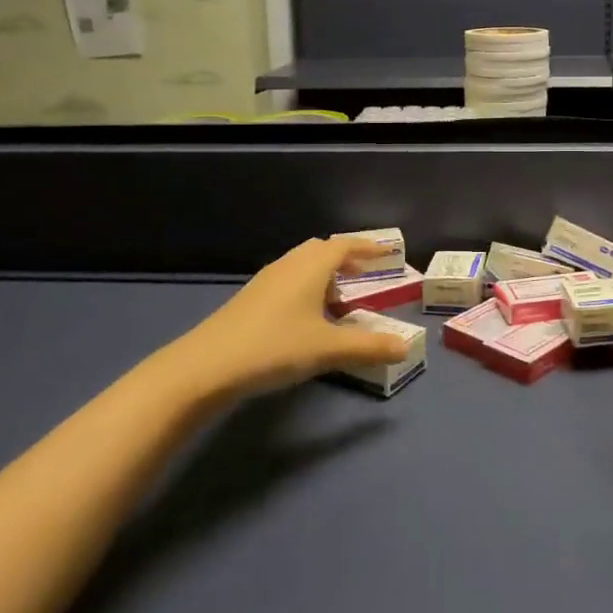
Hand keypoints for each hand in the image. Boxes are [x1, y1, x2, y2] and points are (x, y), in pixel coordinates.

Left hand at [177, 238, 410, 394]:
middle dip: (345, 259)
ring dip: (324, 274)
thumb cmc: (275, 347)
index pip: (345, 245)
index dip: (368, 248)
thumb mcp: (328, 349)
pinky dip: (306, 288)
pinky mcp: (250, 299)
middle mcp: (289, 265)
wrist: (206, 366)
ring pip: (302, 266)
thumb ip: (369, 347)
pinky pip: (288, 281)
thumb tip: (405, 347)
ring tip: (339, 298)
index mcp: (311, 266)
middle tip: (364, 276)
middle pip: (321, 250)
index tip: (387, 254)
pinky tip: (307, 316)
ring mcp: (266, 281)